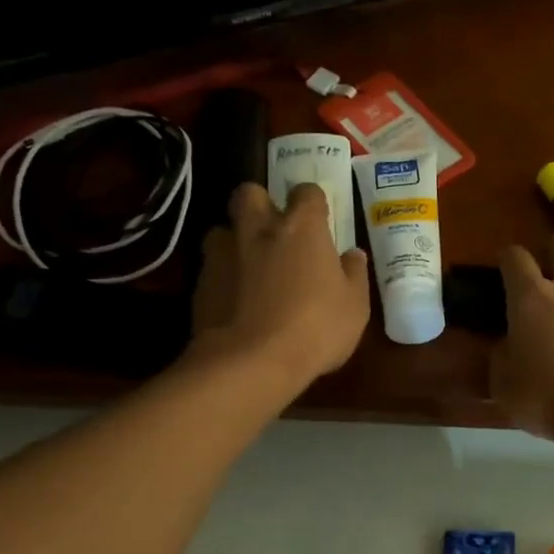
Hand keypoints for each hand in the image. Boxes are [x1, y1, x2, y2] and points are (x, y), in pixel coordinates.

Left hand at [188, 181, 370, 393]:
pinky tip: (235, 304)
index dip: (312, 202)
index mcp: (301, 228)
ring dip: (235, 242)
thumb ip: (354, 275)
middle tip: (273, 231)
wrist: (251, 362)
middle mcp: (259, 230)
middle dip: (260, 204)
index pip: (306, 192)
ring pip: (222, 230)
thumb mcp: (354, 307)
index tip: (319, 220)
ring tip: (248, 269)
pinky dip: (223, 279)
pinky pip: (211, 269)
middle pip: (249, 193)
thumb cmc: (315, 329)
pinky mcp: (200, 283)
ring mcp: (223, 255)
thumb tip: (353, 255)